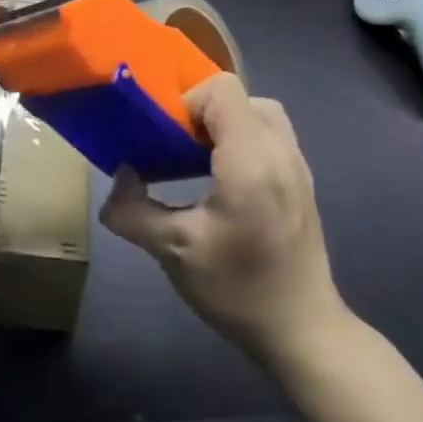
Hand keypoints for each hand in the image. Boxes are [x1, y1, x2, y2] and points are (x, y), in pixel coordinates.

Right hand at [100, 74, 346, 365]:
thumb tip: (120, 178)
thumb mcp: (171, 251)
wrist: (302, 330)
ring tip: (193, 161)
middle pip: (240, 97)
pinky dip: (240, 141)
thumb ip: (132, 211)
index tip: (163, 138)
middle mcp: (280, 153)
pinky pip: (269, 137)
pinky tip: (217, 181)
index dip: (185, 102)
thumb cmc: (236, 289)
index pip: (222, 90)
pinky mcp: (301, 183)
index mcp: (250, 162)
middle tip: (175, 147)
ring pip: (258, 114)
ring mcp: (297, 167)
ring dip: (222, 125)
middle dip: (201, 112)